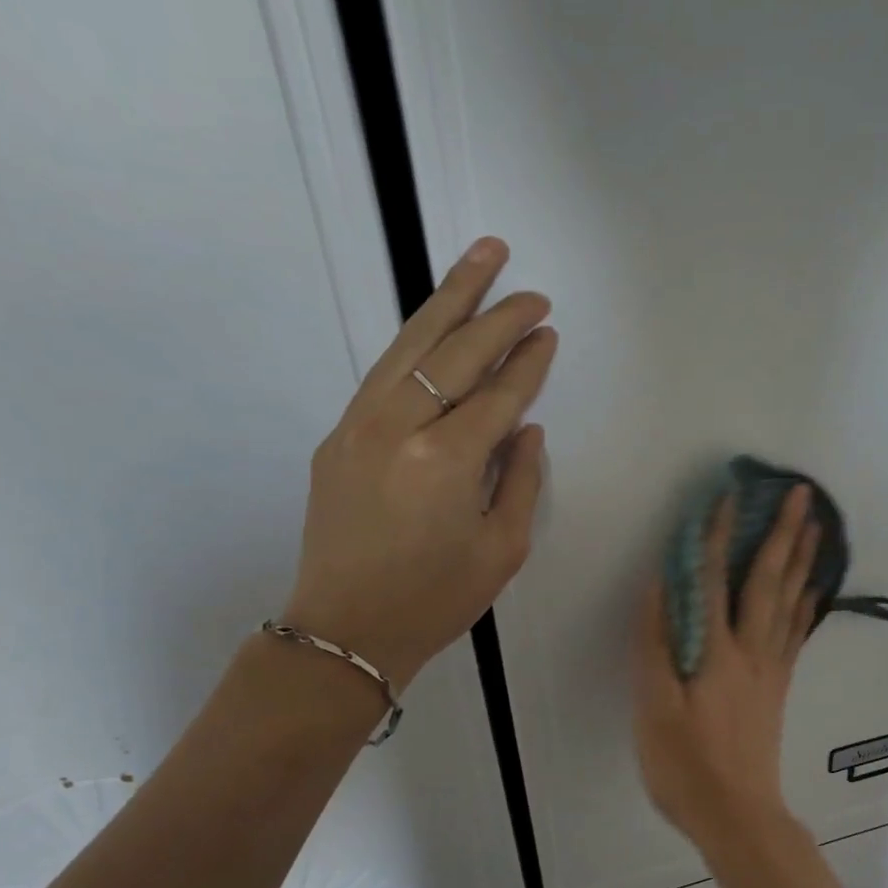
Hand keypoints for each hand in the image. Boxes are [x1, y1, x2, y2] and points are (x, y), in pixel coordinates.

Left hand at [283, 236, 554, 690]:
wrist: (346, 629)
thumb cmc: (437, 599)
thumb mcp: (503, 548)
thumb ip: (522, 480)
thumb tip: (525, 429)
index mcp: (447, 461)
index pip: (499, 394)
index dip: (529, 362)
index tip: (549, 333)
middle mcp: (400, 427)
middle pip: (456, 352)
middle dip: (499, 315)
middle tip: (531, 289)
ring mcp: (360, 424)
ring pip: (411, 344)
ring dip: (450, 298)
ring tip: (482, 258)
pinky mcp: (338, 434)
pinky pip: (385, 372)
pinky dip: (416, 340)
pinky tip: (437, 323)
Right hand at [633, 484, 821, 853]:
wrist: (738, 816)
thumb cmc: (686, 765)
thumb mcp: (654, 708)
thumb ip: (655, 645)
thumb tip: (658, 587)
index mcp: (717, 652)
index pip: (716, 580)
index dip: (720, 534)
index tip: (729, 493)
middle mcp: (752, 651)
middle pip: (770, 581)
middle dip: (784, 534)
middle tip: (803, 495)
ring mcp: (771, 669)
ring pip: (791, 602)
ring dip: (802, 560)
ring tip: (816, 527)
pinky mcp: (778, 687)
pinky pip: (797, 633)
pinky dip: (806, 603)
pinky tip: (812, 590)